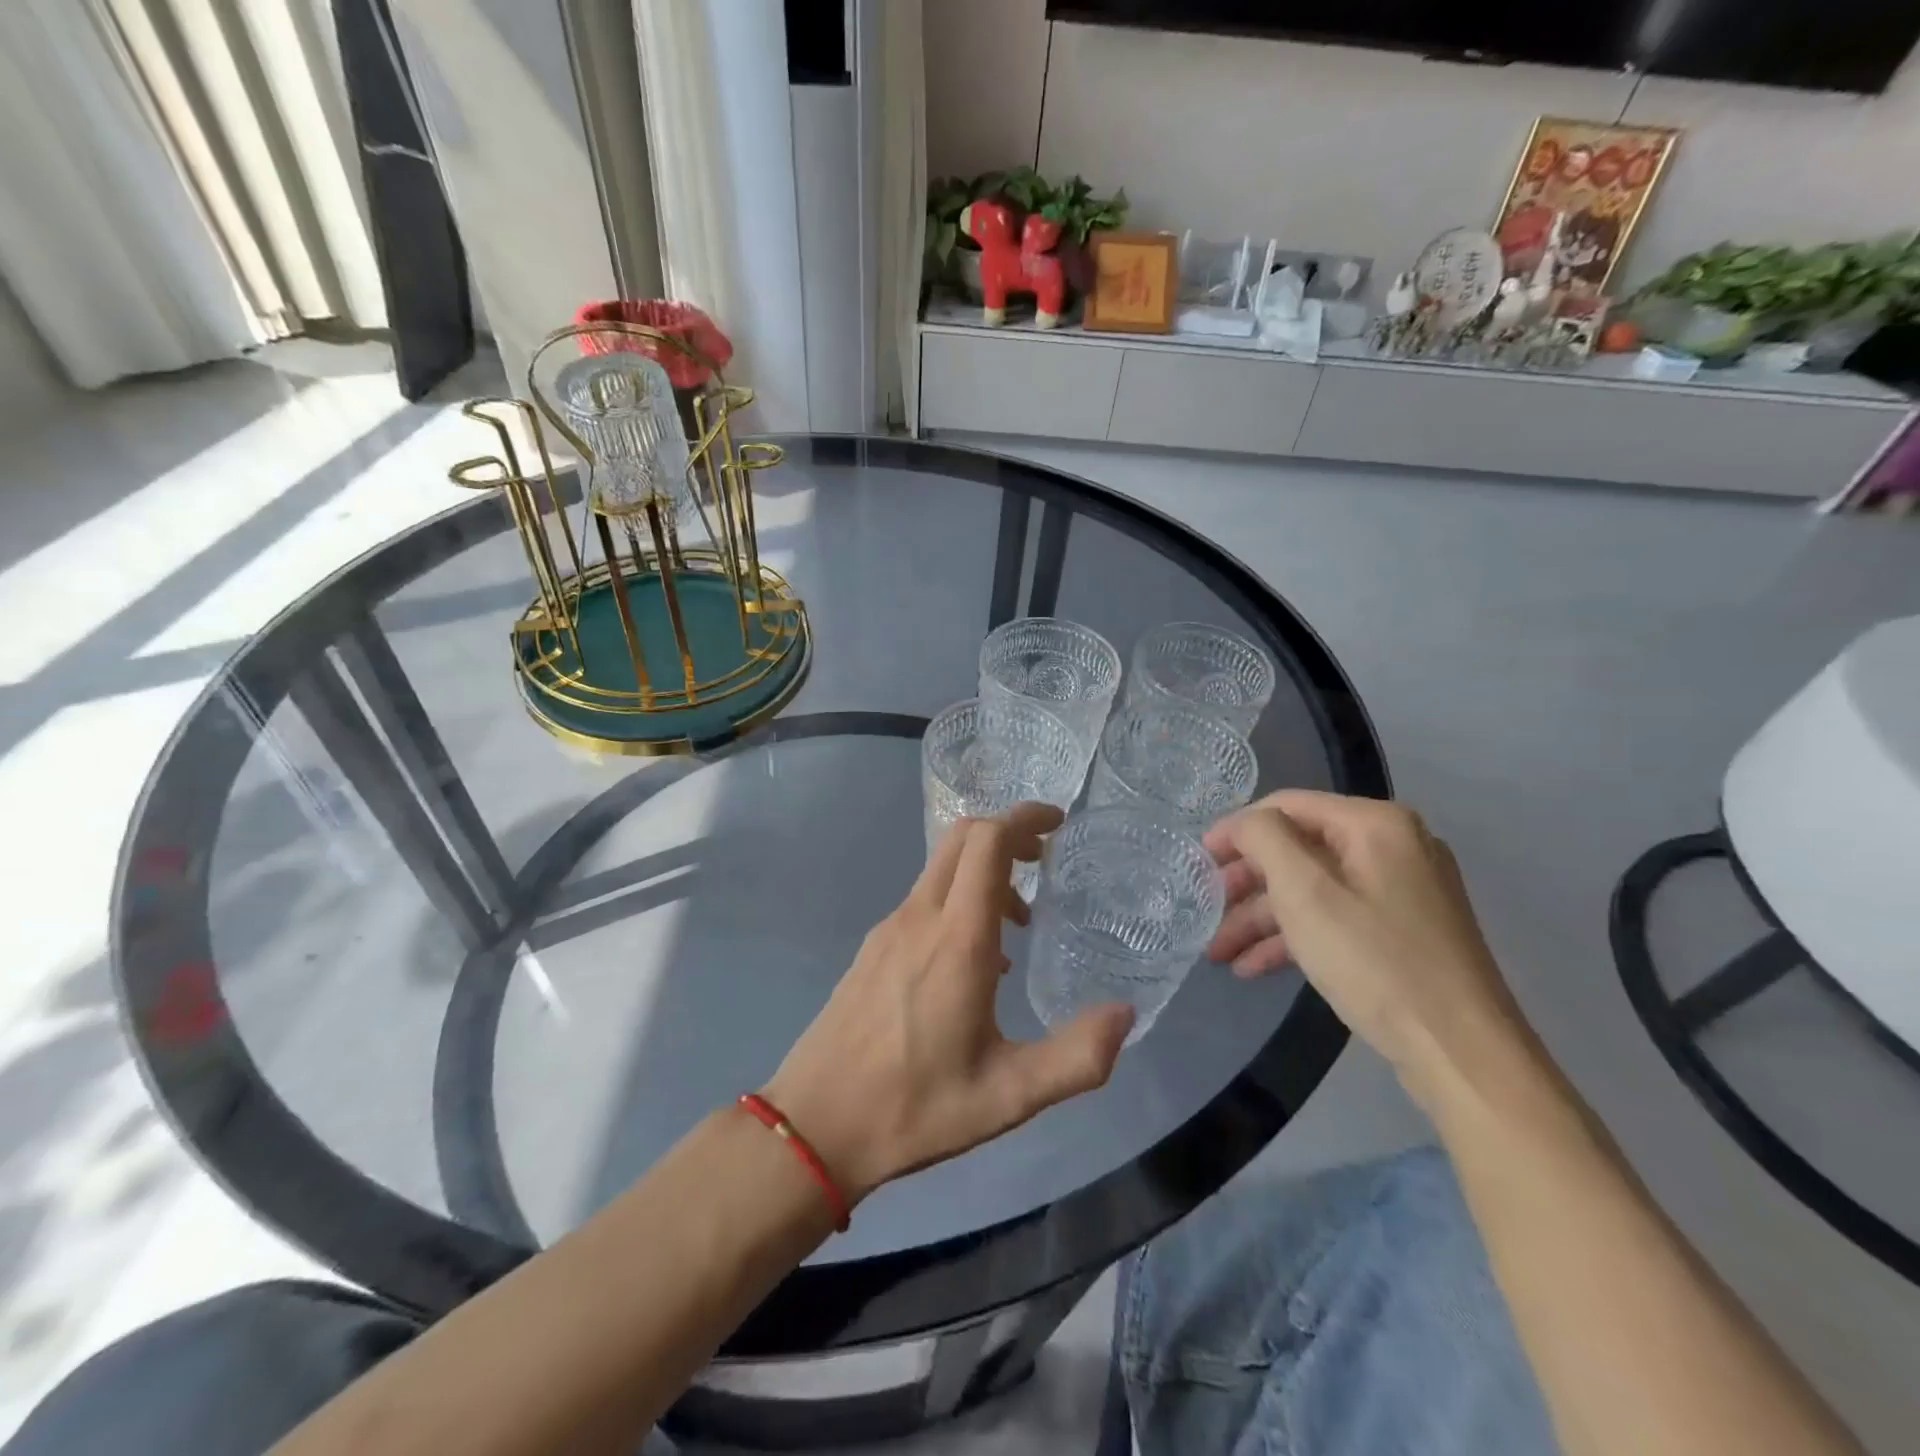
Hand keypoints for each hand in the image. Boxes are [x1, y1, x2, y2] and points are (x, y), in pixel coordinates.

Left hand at [763, 804, 1134, 1203]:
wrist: (814, 1125)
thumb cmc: (915, 1108)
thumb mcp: (1009, 1096)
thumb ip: (1076, 1057)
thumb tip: (1125, 1013)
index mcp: (957, 940)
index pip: (987, 842)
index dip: (1023, 818)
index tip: (1058, 824)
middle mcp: (919, 918)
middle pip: (962, 837)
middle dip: (1007, 832)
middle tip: (1043, 860)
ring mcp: (890, 929)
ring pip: (941, 867)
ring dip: (984, 871)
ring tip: (1019, 922)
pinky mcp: (873, 946)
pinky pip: (923, 899)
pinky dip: (959, 898)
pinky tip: (975, 960)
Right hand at [1205, 791, 1532, 1108]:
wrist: (1461, 1053)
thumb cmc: (1374, 961)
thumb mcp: (1305, 892)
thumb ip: (1264, 839)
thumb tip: (1245, 823)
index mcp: (1375, 824)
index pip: (1286, 806)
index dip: (1235, 830)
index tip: (1197, 861)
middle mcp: (1393, 846)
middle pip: (1299, 848)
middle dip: (1247, 882)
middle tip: (1206, 909)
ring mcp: (1403, 890)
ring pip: (1314, 888)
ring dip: (1263, 917)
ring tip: (1220, 952)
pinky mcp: (1404, 930)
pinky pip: (1336, 916)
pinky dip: (1295, 936)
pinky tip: (1255, 966)